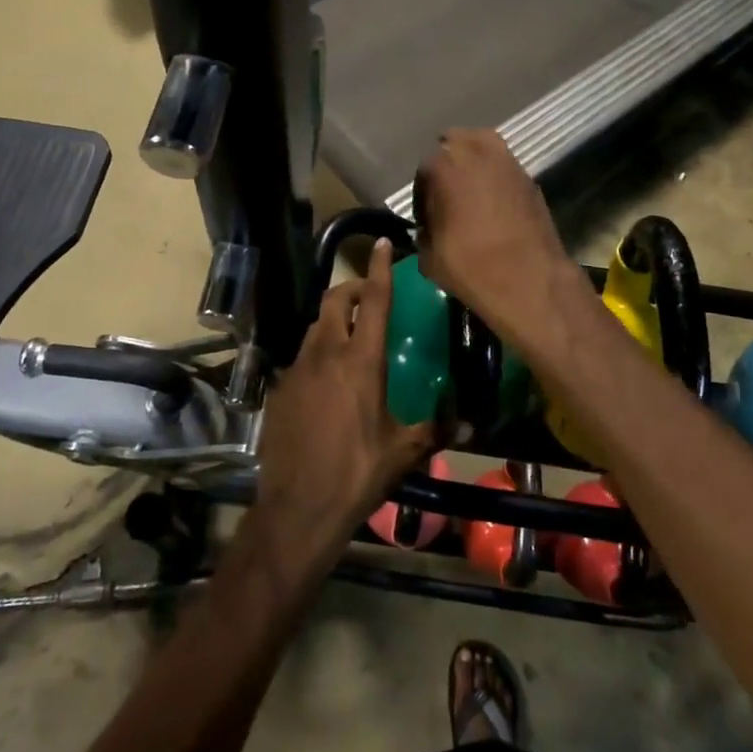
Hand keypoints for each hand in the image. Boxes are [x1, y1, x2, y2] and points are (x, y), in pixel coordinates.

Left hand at [251, 240, 433, 565]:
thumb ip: (437, 428)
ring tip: (352, 336)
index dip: (379, 268)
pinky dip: (318, 352)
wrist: (298, 508)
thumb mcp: (404, 451)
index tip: (382, 243)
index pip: (374, 301)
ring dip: (335, 319)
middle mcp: (326, 354)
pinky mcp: (280, 389)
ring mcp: (298, 370)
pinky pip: (302, 357)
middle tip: (371, 298)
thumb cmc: (358, 473)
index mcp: (361, 361)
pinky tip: (327, 380)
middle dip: (353, 288)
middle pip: (336, 300)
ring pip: (315, 326)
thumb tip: (472, 421)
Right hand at [414, 130, 590, 360]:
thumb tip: (428, 229)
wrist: (530, 280)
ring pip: (484, 144)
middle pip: (456, 142)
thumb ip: (424, 234)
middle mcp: (477, 154)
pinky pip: (505, 166)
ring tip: (470, 188)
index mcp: (445, 167)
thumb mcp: (430, 258)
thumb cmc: (472, 267)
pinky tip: (494, 201)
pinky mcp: (530, 179)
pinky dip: (496, 175)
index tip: (425, 217)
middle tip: (446, 192)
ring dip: (473, 160)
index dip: (422, 194)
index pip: (425, 169)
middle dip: (448, 163)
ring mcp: (508, 163)